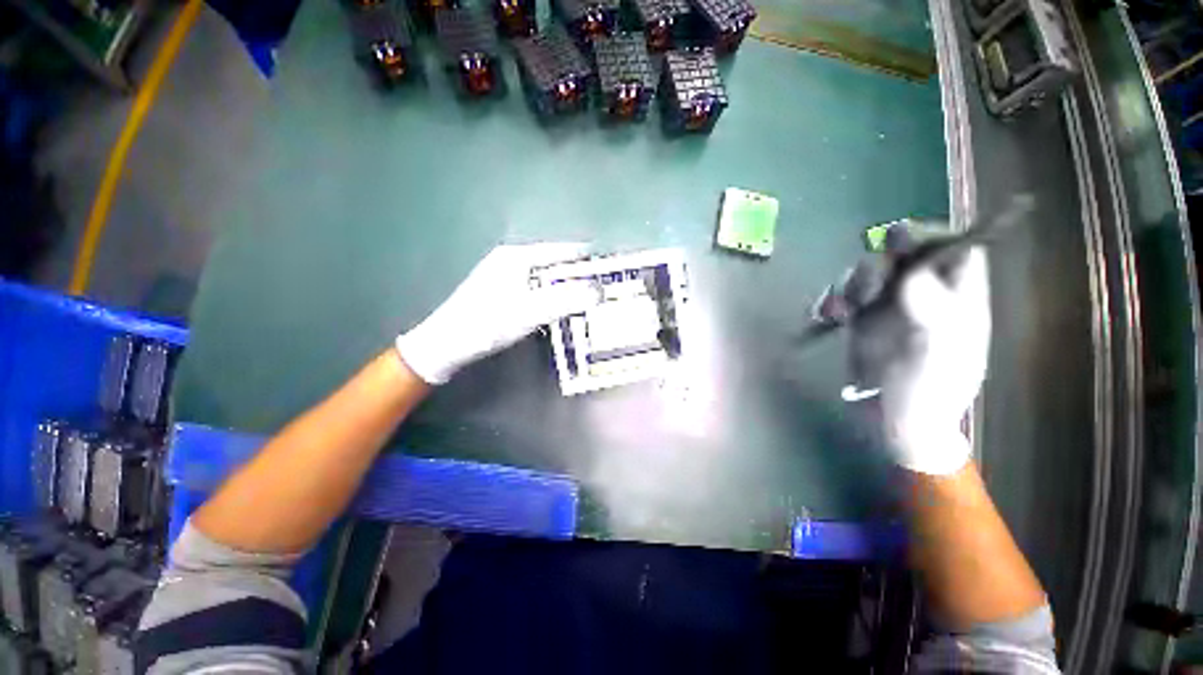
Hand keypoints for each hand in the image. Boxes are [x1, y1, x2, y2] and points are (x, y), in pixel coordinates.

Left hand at [396, 243, 598, 384]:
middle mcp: (511, 259)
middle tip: (601, 288)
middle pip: (554, 263)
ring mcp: (504, 275)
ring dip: (565, 286)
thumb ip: (566, 299)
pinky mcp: (502, 291)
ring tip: (586, 298)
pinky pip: (536, 288)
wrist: (447, 344)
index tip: (610, 268)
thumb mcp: (530, 311)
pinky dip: (551, 295)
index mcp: (518, 256)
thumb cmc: (488, 323)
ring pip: (545, 277)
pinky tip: (559, 307)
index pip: (561, 251)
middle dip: (578, 274)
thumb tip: (600, 290)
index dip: (586, 259)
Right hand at [849, 247, 989, 474]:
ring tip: (841, 309)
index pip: (956, 251)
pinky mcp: (863, 322)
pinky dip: (833, 300)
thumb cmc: (927, 394)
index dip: (932, 238)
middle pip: (905, 258)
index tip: (900, 242)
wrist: (895, 422)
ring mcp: (891, 309)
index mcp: (957, 301)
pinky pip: (846, 297)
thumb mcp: (937, 357)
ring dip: (852, 284)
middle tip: (866, 288)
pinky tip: (828, 315)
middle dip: (881, 263)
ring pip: (871, 275)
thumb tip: (913, 275)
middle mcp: (924, 298)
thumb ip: (932, 314)